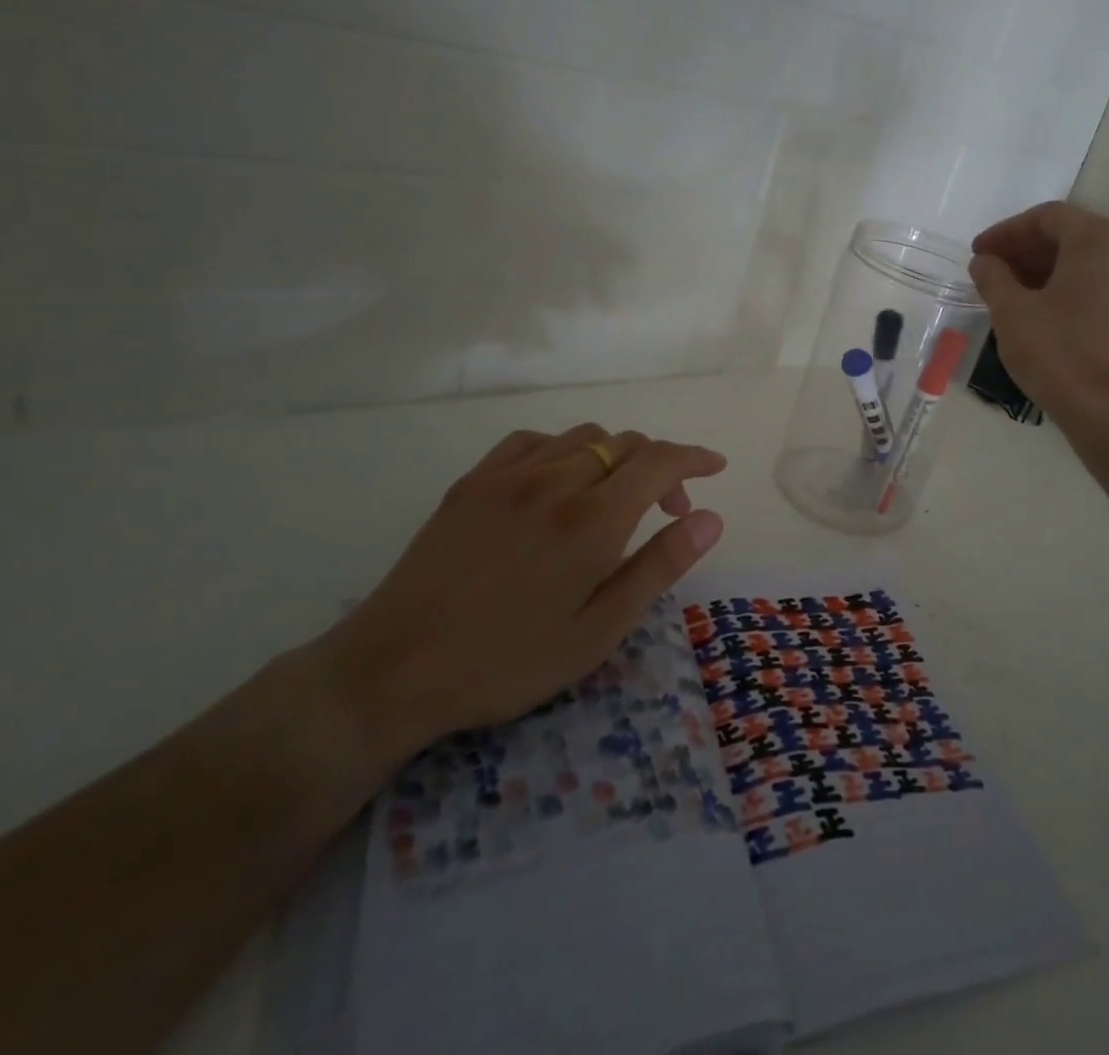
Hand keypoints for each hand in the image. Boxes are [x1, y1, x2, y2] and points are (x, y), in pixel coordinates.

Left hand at [315, 423, 727, 770]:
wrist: (393, 670)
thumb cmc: (508, 661)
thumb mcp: (598, 631)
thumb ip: (658, 567)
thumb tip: (709, 518)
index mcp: (592, 520)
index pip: (659, 461)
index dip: (694, 458)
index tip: (715, 467)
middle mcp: (555, 481)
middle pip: (625, 443)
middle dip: (660, 465)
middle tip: (667, 509)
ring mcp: (508, 476)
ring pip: (582, 437)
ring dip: (615, 455)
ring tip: (615, 497)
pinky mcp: (472, 482)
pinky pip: (533, 441)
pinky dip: (564, 450)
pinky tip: (558, 482)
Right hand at [970, 202, 1108, 437]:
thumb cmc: (1059, 353)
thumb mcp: (1011, 312)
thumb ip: (993, 277)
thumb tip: (985, 261)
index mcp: (1097, 240)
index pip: (1047, 217)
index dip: (1006, 232)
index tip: (978, 254)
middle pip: (1069, 235)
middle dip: (1025, 249)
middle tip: (990, 270)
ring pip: (1085, 261)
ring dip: (1044, 269)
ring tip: (1010, 292)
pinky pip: (1100, 284)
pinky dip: (1067, 287)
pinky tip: (1041, 312)